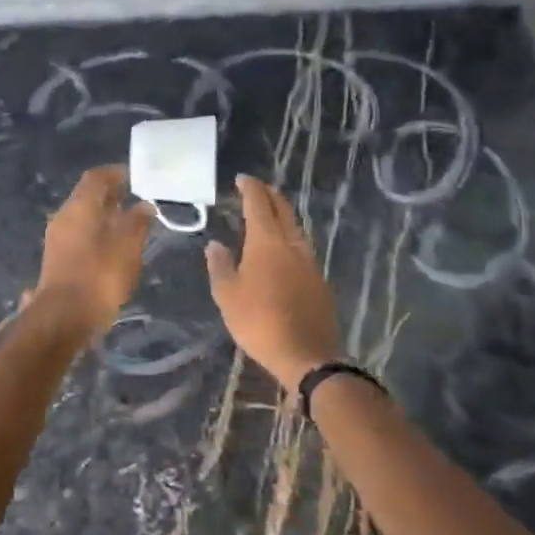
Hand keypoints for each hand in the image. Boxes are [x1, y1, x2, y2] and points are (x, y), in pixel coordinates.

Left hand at [32, 166, 154, 337]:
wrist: (64, 317)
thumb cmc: (99, 276)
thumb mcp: (127, 246)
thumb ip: (137, 222)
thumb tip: (145, 205)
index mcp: (78, 206)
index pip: (96, 177)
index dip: (116, 173)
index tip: (136, 177)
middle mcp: (64, 217)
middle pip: (87, 196)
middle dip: (112, 195)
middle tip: (137, 199)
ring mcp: (57, 239)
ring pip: (83, 218)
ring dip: (105, 217)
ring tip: (131, 224)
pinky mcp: (58, 259)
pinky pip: (80, 236)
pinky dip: (98, 234)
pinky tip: (115, 248)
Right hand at [205, 176, 342, 391]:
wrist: (307, 355)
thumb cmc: (259, 321)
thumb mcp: (227, 295)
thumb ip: (220, 266)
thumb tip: (215, 244)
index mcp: (266, 242)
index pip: (258, 204)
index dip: (250, 188)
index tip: (242, 178)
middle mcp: (291, 245)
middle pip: (283, 210)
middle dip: (269, 195)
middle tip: (256, 189)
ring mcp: (309, 262)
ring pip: (295, 228)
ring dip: (282, 215)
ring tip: (268, 215)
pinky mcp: (319, 280)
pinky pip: (301, 248)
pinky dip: (289, 237)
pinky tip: (281, 249)